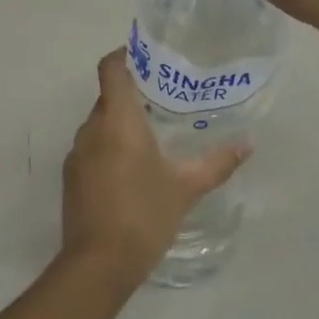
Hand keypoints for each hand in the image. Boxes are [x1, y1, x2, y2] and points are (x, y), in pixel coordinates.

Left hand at [61, 50, 250, 289]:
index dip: (125, 55)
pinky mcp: (71, 177)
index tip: (148, 57)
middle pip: (108, 96)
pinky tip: (133, 167)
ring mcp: (77, 154)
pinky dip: (110, 146)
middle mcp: (91, 129)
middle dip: (133, 93)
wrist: (98, 264)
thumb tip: (247, 145)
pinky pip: (92, 147)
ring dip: (121, 123)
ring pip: (99, 123)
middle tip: (165, 98)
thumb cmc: (144, 215)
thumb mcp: (185, 188)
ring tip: (153, 133)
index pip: (111, 68)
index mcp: (117, 120)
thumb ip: (216, 163)